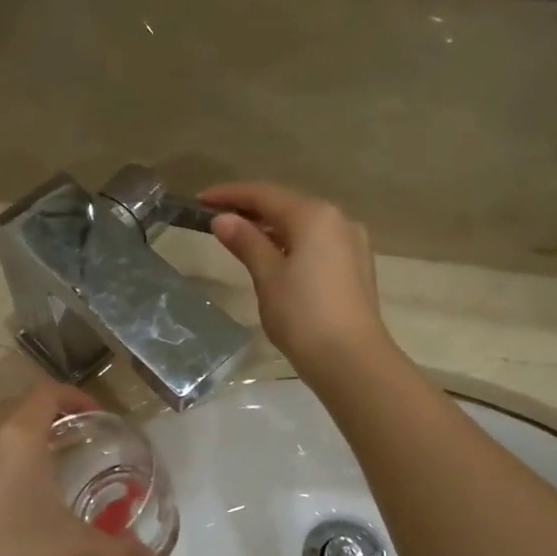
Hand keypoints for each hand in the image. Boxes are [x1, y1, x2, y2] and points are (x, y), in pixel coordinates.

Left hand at [0, 382, 153, 555]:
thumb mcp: (73, 553)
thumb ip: (116, 551)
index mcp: (14, 437)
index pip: (45, 392)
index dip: (74, 396)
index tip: (94, 416)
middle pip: (14, 407)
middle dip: (44, 416)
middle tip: (70, 442)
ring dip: (13, 439)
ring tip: (37, 470)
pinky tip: (0, 501)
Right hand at [201, 182, 393, 380]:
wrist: (351, 360)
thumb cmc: (303, 315)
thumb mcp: (268, 276)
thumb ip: (246, 242)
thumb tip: (223, 219)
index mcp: (314, 215)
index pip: (264, 194)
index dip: (230, 195)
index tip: (199, 201)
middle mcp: (338, 220)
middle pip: (287, 206)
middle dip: (252, 211)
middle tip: (217, 220)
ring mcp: (352, 243)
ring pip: (304, 226)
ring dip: (273, 228)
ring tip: (241, 239)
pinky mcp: (357, 266)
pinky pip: (318, 244)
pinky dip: (293, 244)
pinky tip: (275, 258)